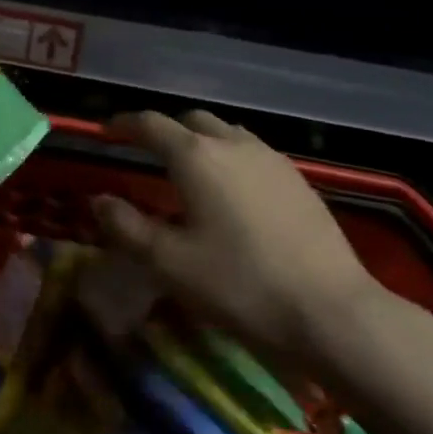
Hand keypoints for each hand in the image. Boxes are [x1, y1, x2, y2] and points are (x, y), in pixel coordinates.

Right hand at [92, 110, 379, 366]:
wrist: (332, 313)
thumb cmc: (240, 285)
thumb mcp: (170, 263)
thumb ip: (127, 227)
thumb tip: (99, 200)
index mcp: (195, 156)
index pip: (150, 124)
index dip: (124, 124)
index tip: (107, 131)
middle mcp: (232, 143)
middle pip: (191, 121)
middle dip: (165, 129)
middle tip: (148, 151)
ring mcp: (270, 158)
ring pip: (226, 133)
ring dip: (201, 140)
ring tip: (191, 169)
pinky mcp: (298, 179)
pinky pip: (252, 152)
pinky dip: (231, 158)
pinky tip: (234, 191)